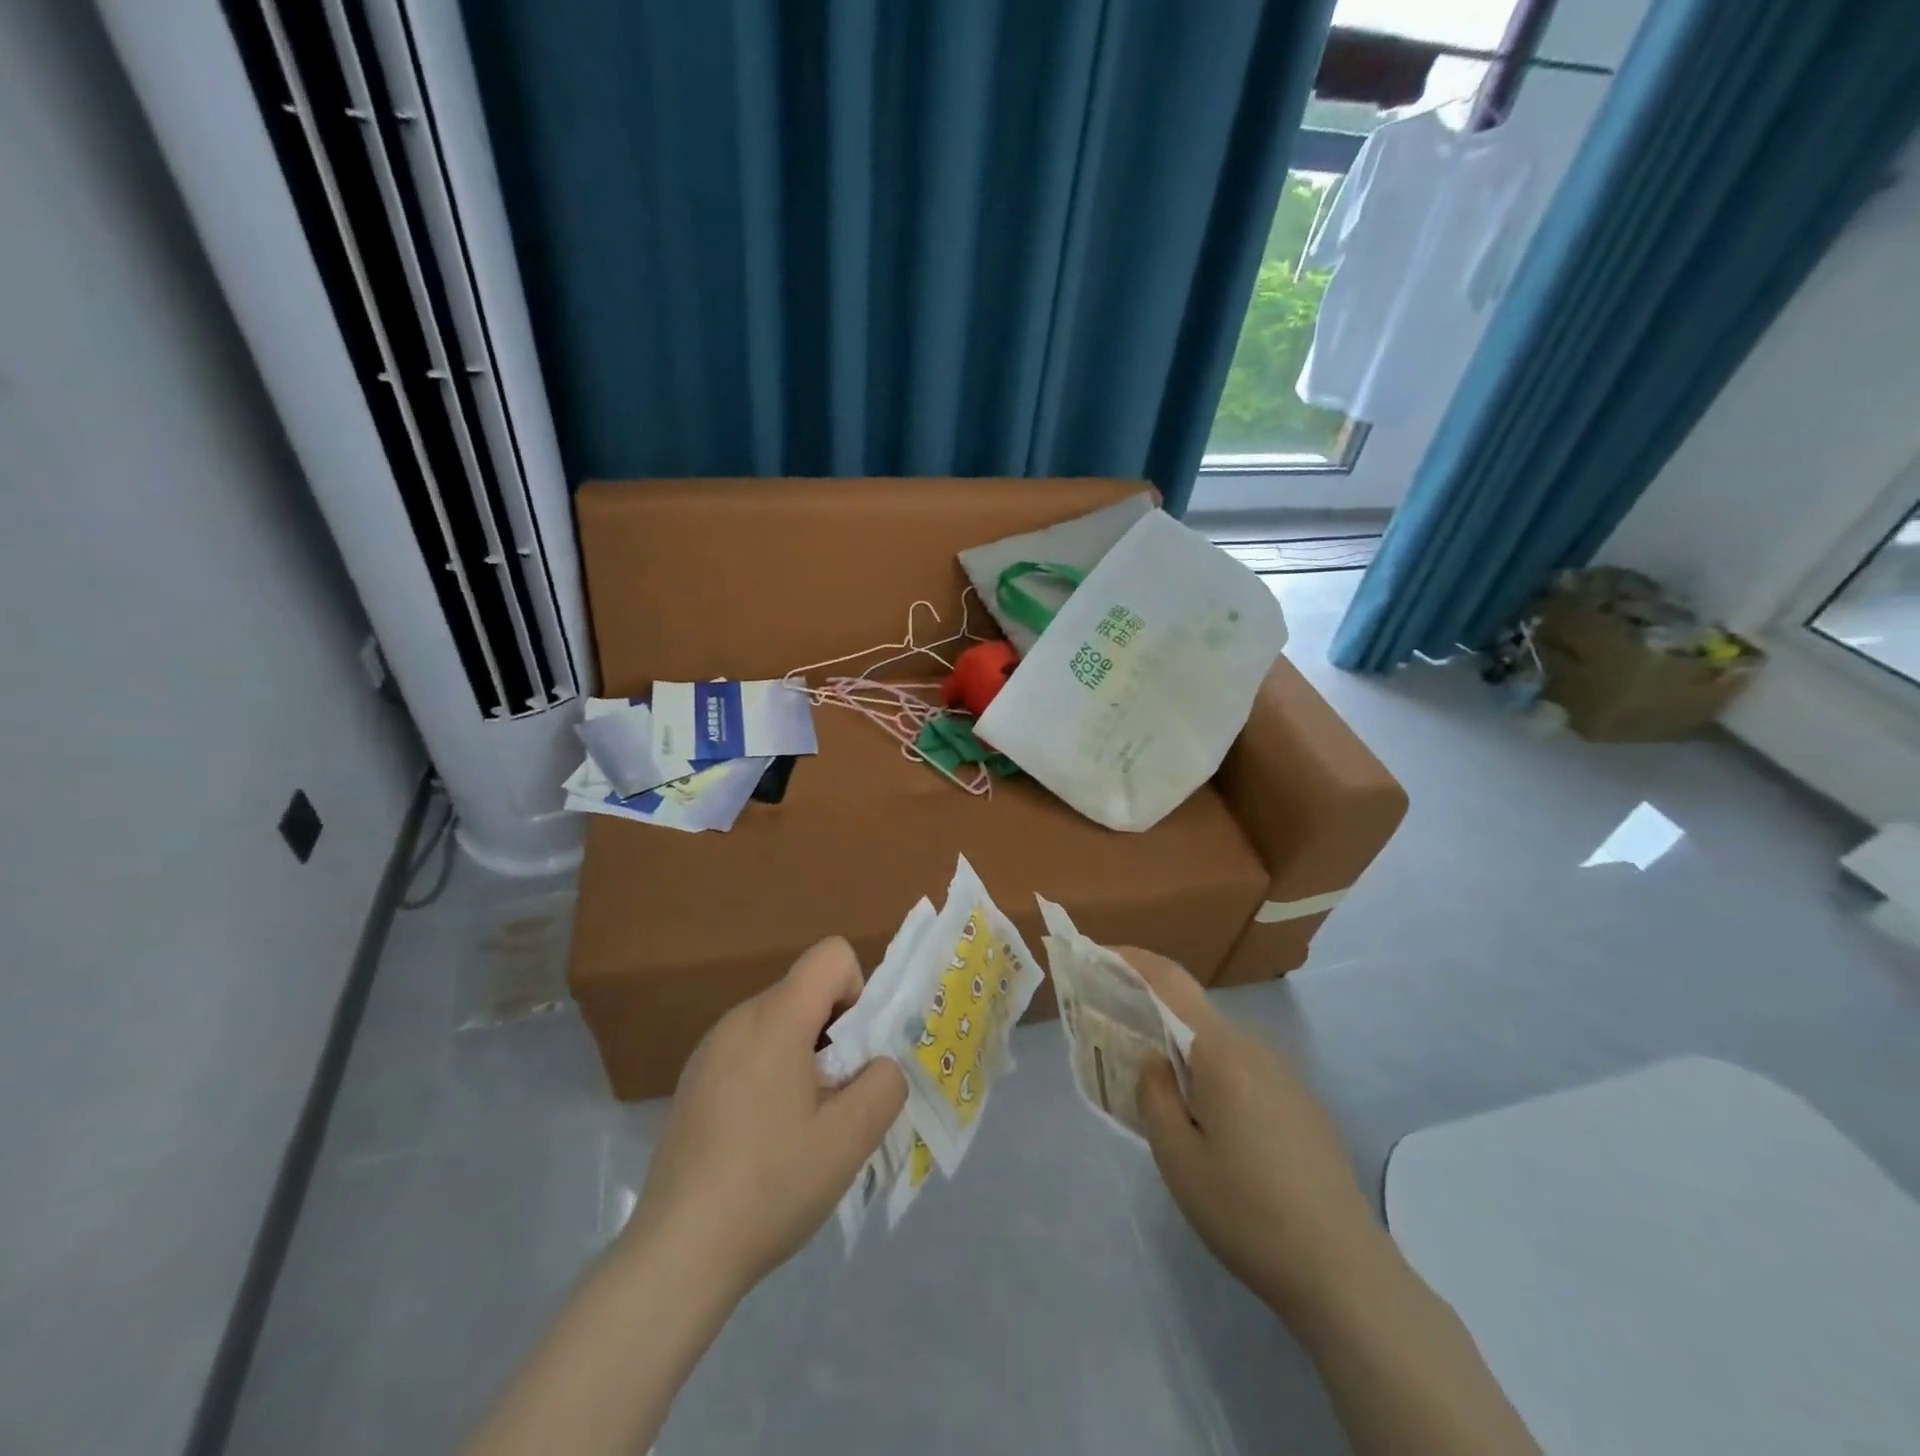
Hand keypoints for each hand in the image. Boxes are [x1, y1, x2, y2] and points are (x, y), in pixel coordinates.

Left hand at [625, 938, 906, 1301]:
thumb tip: (880, 1065)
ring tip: (800, 1126)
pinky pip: (751, 1050)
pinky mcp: (694, 1080)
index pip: (831, 955)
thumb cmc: (771, 1186)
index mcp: (775, 1018)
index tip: (853, 1055)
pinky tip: (763, 1139)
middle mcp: (738, 1019)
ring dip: (805, 1057)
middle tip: (835, 1100)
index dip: (858, 993)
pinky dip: (772, 1074)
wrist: (677, 1253)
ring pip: (780, 1023)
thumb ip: (885, 1084)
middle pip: (806, 991)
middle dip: (835, 1033)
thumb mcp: (851, 1138)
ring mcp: (710, 1049)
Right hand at [1124, 949, 1387, 1320]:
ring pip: (1219, 1047)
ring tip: (1158, 1091)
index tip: (1097, 954)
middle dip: (1152, 1015)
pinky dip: (1213, 1077)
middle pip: (1194, 1014)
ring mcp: (1286, 1077)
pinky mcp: (1302, 1106)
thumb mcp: (1177, 1157)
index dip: (1132, 960)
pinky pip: (1244, 1072)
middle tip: (1116, 1039)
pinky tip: (1210, 1126)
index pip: (1171, 982)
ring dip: (1183, 1053)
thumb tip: (1155, 1061)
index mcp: (1222, 1052)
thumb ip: (1154, 1094)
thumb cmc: (1247, 1211)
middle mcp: (1256, 1050)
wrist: (1345, 1274)